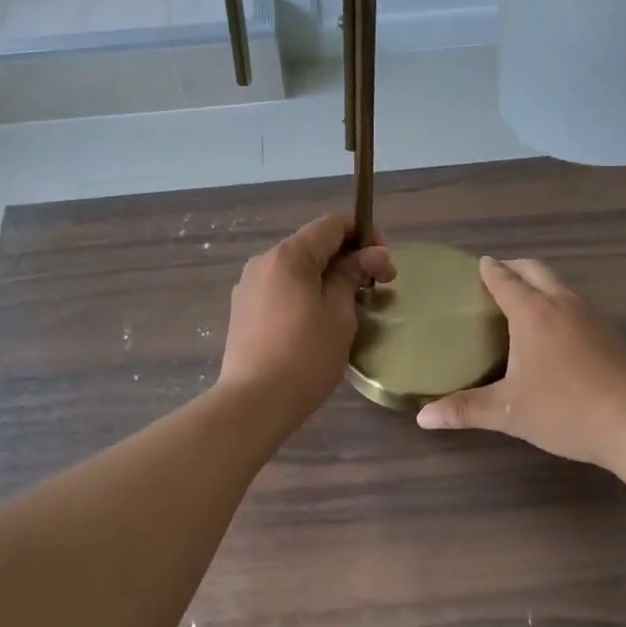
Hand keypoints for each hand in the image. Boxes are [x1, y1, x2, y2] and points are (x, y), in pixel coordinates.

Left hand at [219, 215, 394, 428]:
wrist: (254, 402)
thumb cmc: (306, 356)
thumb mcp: (339, 314)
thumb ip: (353, 275)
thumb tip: (372, 254)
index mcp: (289, 255)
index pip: (332, 224)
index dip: (363, 234)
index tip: (382, 263)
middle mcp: (264, 261)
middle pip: (313, 245)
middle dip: (348, 259)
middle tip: (376, 288)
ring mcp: (249, 286)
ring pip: (297, 269)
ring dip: (326, 278)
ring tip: (349, 308)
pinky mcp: (243, 310)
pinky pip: (281, 289)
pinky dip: (305, 294)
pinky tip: (317, 322)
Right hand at [417, 257, 625, 467]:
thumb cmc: (564, 411)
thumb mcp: (508, 412)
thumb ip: (465, 410)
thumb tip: (422, 417)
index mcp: (533, 314)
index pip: (505, 280)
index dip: (489, 270)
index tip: (478, 265)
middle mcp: (562, 304)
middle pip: (536, 270)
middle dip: (514, 267)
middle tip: (496, 277)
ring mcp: (592, 316)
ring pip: (560, 285)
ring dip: (539, 284)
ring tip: (522, 302)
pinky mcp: (612, 333)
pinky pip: (577, 305)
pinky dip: (558, 304)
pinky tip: (555, 332)